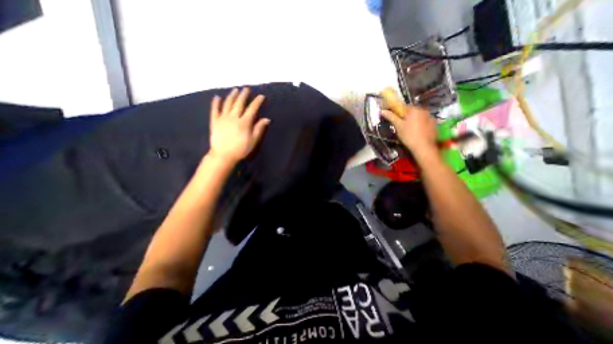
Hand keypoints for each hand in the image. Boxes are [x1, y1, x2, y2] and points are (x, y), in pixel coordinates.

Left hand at [208, 87, 270, 165]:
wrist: (223, 155)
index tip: (261, 96)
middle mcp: (234, 117)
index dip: (257, 102)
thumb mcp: (253, 140)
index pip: (252, 109)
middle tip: (246, 89)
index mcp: (244, 122)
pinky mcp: (215, 121)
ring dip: (232, 96)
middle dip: (244, 95)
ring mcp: (223, 118)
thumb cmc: (241, 149)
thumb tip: (267, 119)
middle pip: (239, 103)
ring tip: (235, 90)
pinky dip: (215, 103)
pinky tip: (217, 97)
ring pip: (228, 103)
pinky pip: (215, 109)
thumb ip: (259, 128)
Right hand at [382, 105, 437, 158]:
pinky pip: (425, 121)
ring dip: (414, 120)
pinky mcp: (434, 124)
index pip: (404, 106)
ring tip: (410, 130)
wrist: (423, 147)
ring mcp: (431, 117)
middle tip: (401, 126)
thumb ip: (391, 117)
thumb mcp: (398, 126)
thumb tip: (382, 111)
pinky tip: (417, 132)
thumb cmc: (408, 135)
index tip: (396, 119)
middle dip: (406, 116)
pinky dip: (421, 124)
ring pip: (419, 116)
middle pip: (412, 111)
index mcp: (414, 109)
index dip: (399, 112)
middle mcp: (424, 110)